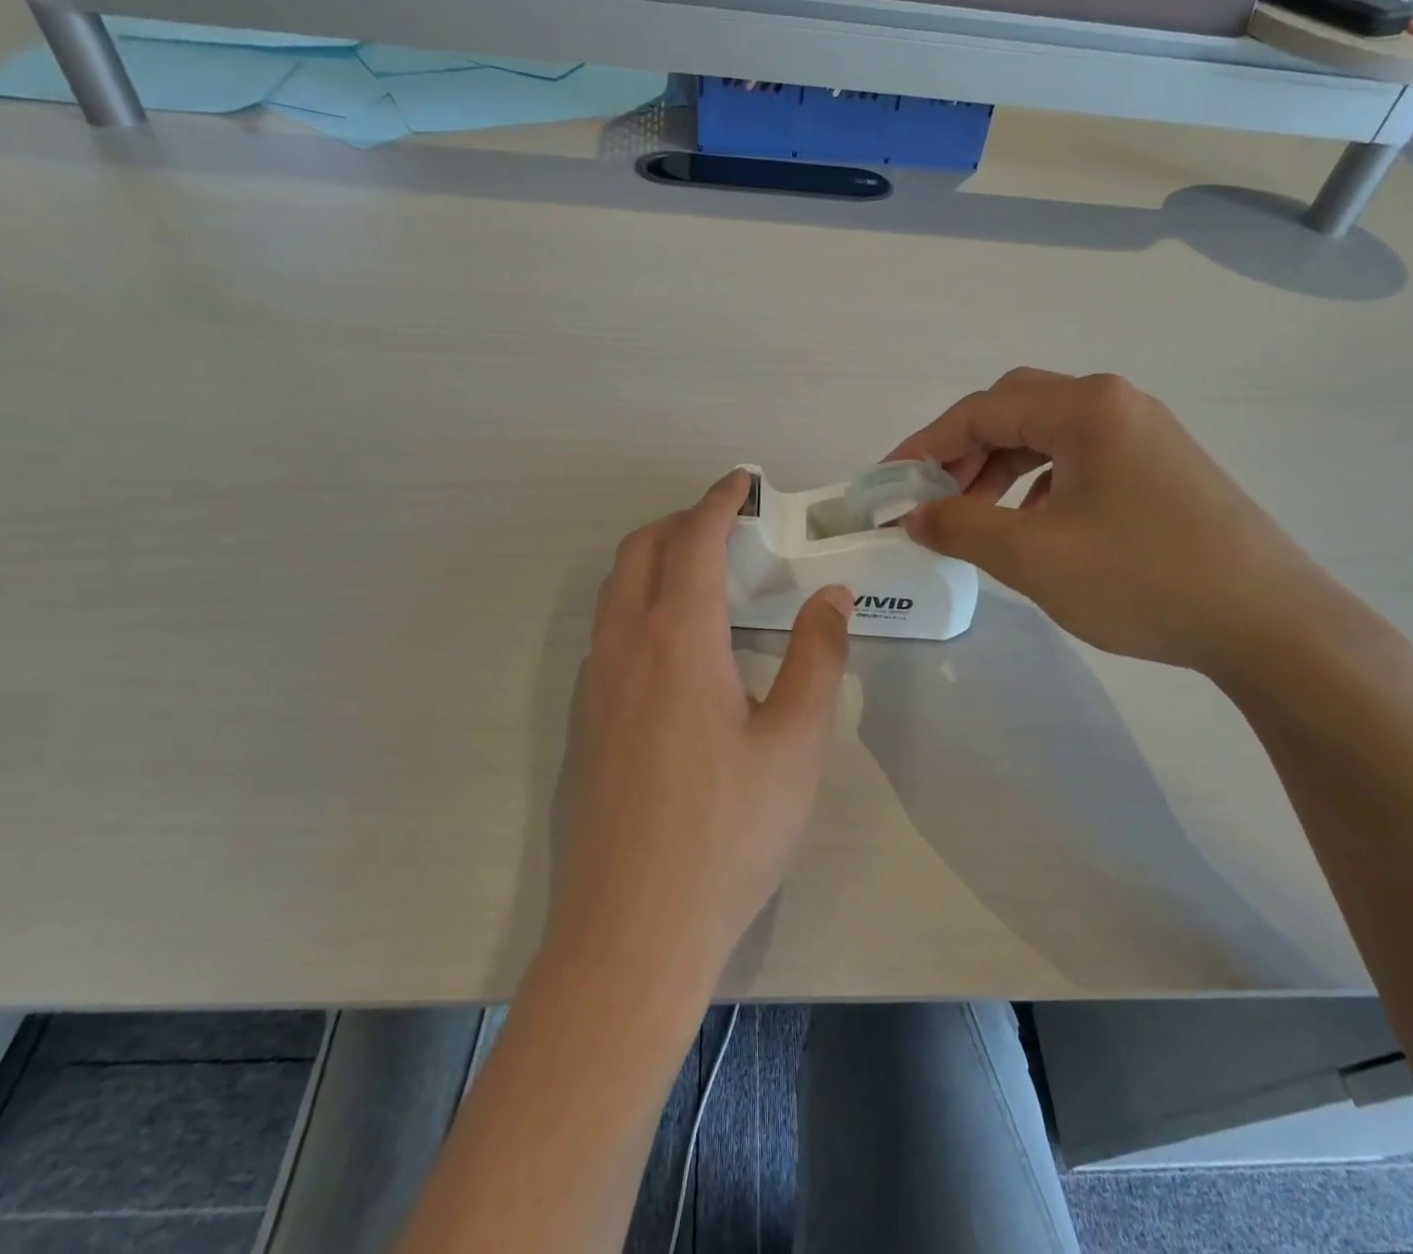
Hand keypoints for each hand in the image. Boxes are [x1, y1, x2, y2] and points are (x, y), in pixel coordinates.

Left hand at [546, 470, 854, 991]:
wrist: (631, 932)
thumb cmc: (728, 834)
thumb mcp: (795, 745)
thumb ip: (817, 660)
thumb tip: (831, 597)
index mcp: (677, 640)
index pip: (693, 541)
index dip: (718, 501)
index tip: (742, 480)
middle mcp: (623, 648)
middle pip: (640, 552)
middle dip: (681, 521)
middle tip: (728, 525)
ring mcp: (592, 687)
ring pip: (614, 592)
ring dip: (654, 562)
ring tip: (703, 576)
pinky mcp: (582, 724)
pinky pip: (606, 634)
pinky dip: (638, 606)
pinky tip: (675, 649)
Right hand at [890, 369, 1336, 675]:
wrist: (1269, 625)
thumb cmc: (1142, 578)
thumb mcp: (1033, 555)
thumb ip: (960, 527)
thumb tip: (914, 515)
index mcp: (1086, 408)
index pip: (981, 410)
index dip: (925, 445)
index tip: (889, 482)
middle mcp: (1116, 406)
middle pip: (1015, 412)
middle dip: (962, 453)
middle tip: (931, 498)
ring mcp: (1145, 437)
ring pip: (1047, 439)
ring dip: (999, 471)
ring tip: (974, 517)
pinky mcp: (1161, 471)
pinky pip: (1079, 463)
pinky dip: (1039, 486)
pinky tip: (1033, 526)